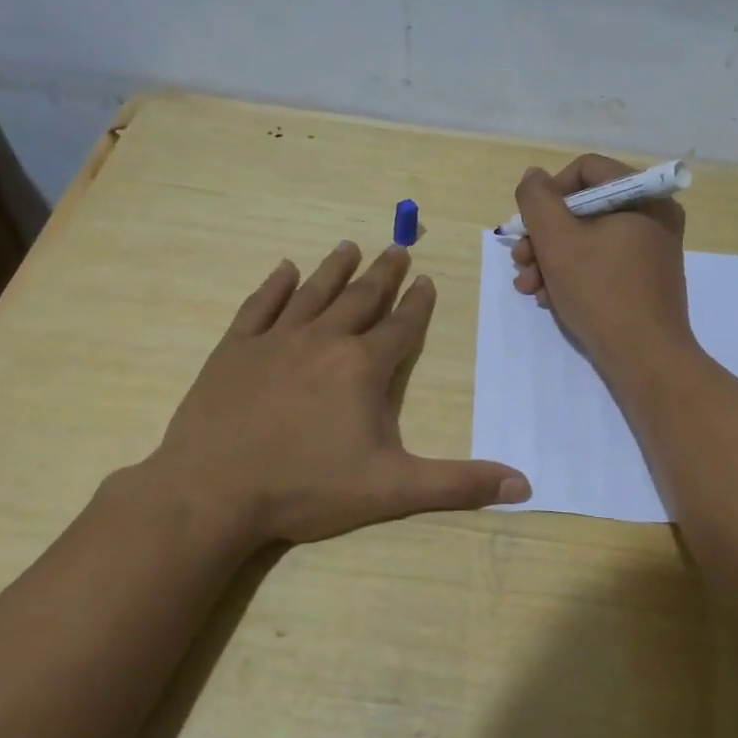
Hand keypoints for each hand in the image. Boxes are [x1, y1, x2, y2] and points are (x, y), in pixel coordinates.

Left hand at [136, 242, 529, 546]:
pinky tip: (284, 269)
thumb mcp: (392, 490)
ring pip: (313, 293)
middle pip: (361, 298)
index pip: (401, 327)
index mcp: (363, 367)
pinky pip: (259, 307)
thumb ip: (458, 484)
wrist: (213, 491)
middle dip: (383, 274)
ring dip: (334, 269)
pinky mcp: (234, 350)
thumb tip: (524, 486)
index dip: (417, 304)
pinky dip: (274, 286)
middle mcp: (323, 340)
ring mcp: (275, 341)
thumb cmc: (307, 488)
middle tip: (397, 248)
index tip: (426, 279)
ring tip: (349, 246)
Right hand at [510, 154, 693, 374]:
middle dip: (544, 236)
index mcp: (643, 196)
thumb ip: (537, 200)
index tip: (529, 225)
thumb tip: (534, 176)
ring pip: (588, 239)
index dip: (549, 193)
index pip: (586, 170)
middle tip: (520, 262)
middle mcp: (654, 215)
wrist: (645, 358)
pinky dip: (573, 275)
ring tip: (529, 288)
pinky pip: (603, 262)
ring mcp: (652, 249)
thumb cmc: (601, 292)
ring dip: (551, 260)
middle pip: (584, 208)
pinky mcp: (645, 279)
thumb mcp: (557, 240)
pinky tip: (551, 299)